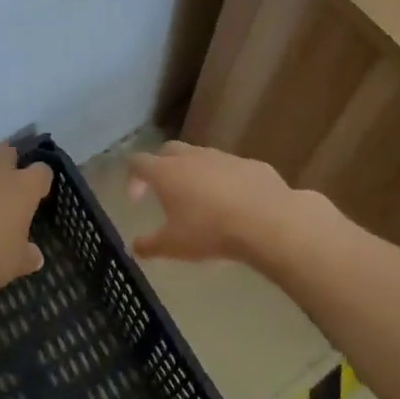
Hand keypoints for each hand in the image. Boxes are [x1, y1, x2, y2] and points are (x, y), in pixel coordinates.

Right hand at [126, 141, 294, 262]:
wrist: (267, 221)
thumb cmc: (210, 231)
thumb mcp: (174, 246)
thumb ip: (150, 245)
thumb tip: (135, 248)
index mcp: (167, 172)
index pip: (138, 162)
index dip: (132, 177)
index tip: (135, 199)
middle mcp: (192, 157)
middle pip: (168, 151)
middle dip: (161, 166)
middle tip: (163, 191)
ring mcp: (223, 157)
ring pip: (201, 157)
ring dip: (194, 173)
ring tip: (200, 199)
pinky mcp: (250, 164)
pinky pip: (230, 169)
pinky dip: (225, 181)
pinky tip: (233, 203)